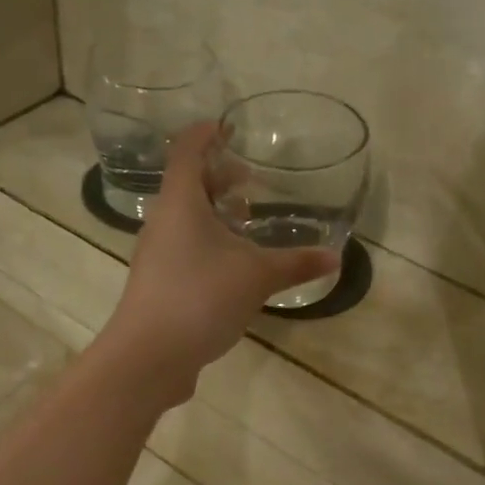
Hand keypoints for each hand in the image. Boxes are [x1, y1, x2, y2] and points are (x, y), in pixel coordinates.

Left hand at [96, 120, 338, 406]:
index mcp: (180, 203)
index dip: (207, 133)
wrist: (149, 356)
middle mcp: (162, 222)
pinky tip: (230, 266)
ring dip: (213, 214)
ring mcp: (155, 255)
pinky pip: (182, 249)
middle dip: (217, 177)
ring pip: (184, 220)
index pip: (188, 150)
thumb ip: (296, 264)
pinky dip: (206, 243)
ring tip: (244, 222)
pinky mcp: (157, 284)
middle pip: (185, 184)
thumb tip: (335, 257)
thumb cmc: (201, 298)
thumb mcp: (257, 278)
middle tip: (250, 182)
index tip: (230, 127)